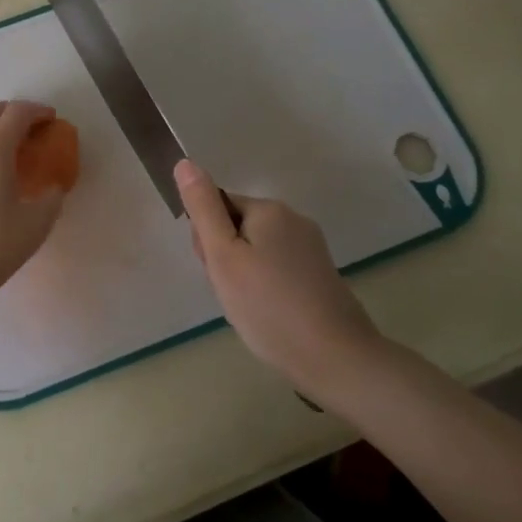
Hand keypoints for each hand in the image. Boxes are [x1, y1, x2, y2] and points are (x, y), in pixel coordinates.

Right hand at [176, 159, 385, 399]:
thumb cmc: (268, 306)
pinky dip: (266, 288)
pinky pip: (278, 268)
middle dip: (226, 258)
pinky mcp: (320, 274)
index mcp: (269, 209)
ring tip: (250, 309)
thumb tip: (185, 162)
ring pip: (257, 251)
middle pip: (238, 227)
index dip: (207, 240)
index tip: (217, 271)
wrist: (336, 359)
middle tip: (232, 292)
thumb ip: (202, 209)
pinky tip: (269, 314)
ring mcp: (311, 247)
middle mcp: (294, 219)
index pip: (218, 208)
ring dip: (244, 275)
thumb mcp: (223, 256)